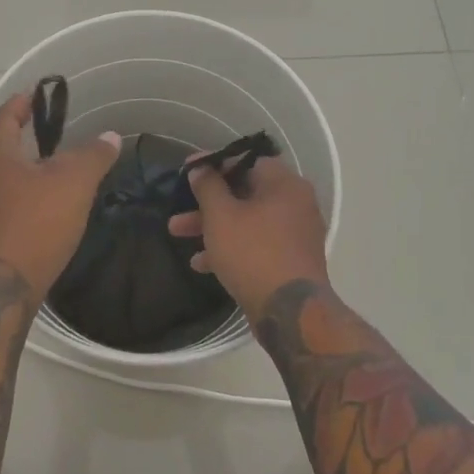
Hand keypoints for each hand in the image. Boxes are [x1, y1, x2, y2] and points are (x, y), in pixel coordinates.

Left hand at [0, 94, 120, 297]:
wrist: (4, 285)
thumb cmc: (36, 222)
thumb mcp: (74, 182)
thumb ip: (94, 154)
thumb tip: (110, 136)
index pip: (10, 111)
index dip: (30, 100)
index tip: (50, 93)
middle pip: (6, 139)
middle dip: (31, 131)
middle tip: (63, 126)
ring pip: (9, 169)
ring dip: (32, 162)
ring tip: (64, 160)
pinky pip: (11, 193)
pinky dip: (30, 186)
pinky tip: (53, 197)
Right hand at [168, 157, 328, 318]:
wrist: (290, 312)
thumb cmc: (253, 252)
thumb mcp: (221, 216)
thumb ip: (208, 187)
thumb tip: (200, 168)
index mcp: (284, 184)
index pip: (246, 161)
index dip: (213, 164)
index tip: (188, 171)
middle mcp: (295, 203)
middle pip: (244, 193)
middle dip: (206, 203)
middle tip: (178, 209)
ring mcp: (295, 234)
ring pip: (247, 221)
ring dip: (213, 227)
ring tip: (178, 235)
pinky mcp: (290, 260)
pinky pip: (256, 244)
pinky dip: (231, 247)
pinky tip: (202, 263)